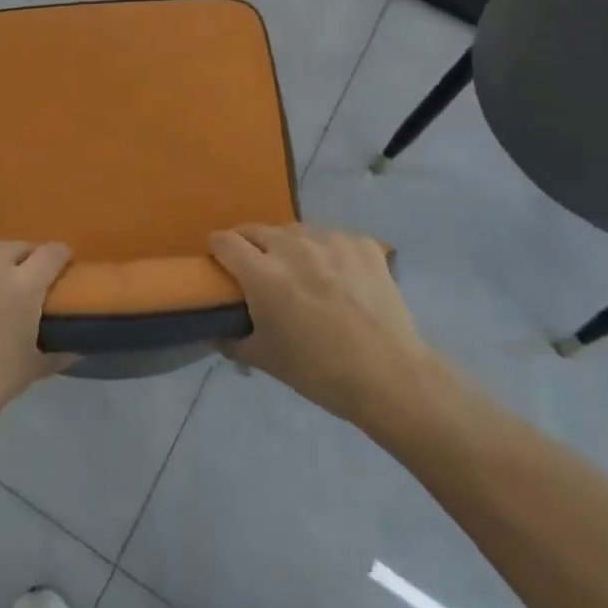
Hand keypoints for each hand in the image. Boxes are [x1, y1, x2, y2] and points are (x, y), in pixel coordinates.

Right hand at [209, 225, 438, 429]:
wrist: (390, 377)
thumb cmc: (319, 372)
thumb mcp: (265, 360)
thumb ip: (233, 340)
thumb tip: (217, 331)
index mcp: (263, 273)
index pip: (224, 241)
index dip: (217, 251)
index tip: (221, 266)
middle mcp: (293, 247)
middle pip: (256, 230)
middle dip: (249, 246)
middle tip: (258, 272)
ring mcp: (331, 241)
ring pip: (294, 231)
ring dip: (288, 246)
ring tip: (301, 273)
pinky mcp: (362, 244)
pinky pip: (332, 238)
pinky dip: (327, 252)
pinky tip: (338, 277)